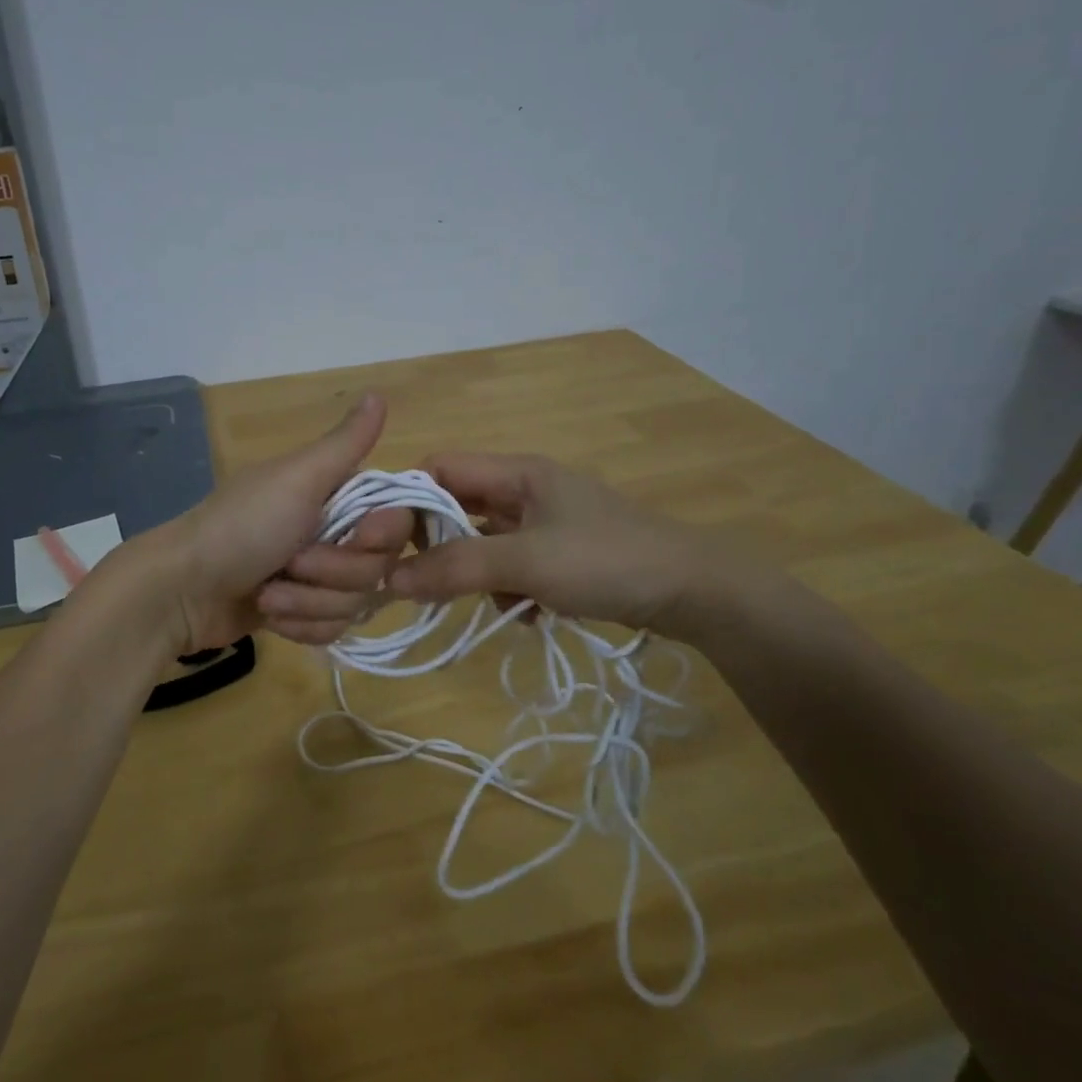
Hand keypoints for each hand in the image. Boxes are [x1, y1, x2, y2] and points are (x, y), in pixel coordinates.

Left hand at [150, 394, 414, 652]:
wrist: (182, 590)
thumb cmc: (243, 527)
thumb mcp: (298, 478)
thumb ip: (345, 443)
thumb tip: (378, 392)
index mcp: (335, 494)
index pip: (396, 521)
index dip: (383, 536)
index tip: (360, 537)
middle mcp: (333, 532)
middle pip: (377, 568)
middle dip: (333, 573)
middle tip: (291, 563)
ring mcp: (316, 576)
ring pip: (354, 603)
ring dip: (308, 602)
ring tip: (269, 593)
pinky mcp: (301, 612)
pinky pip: (331, 629)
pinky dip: (299, 624)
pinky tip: (268, 613)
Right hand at [387, 453, 751, 642]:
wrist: (694, 592)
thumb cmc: (605, 560)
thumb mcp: (525, 562)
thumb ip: (457, 567)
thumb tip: (389, 579)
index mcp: (517, 471)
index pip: (440, 467)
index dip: (409, 498)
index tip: (386, 543)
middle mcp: (526, 489)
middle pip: (459, 507)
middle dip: (440, 545)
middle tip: (424, 583)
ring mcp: (545, 523)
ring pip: (484, 542)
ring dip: (477, 574)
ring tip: (493, 603)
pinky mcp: (561, 555)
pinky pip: (512, 566)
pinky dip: (509, 590)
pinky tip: (526, 614)